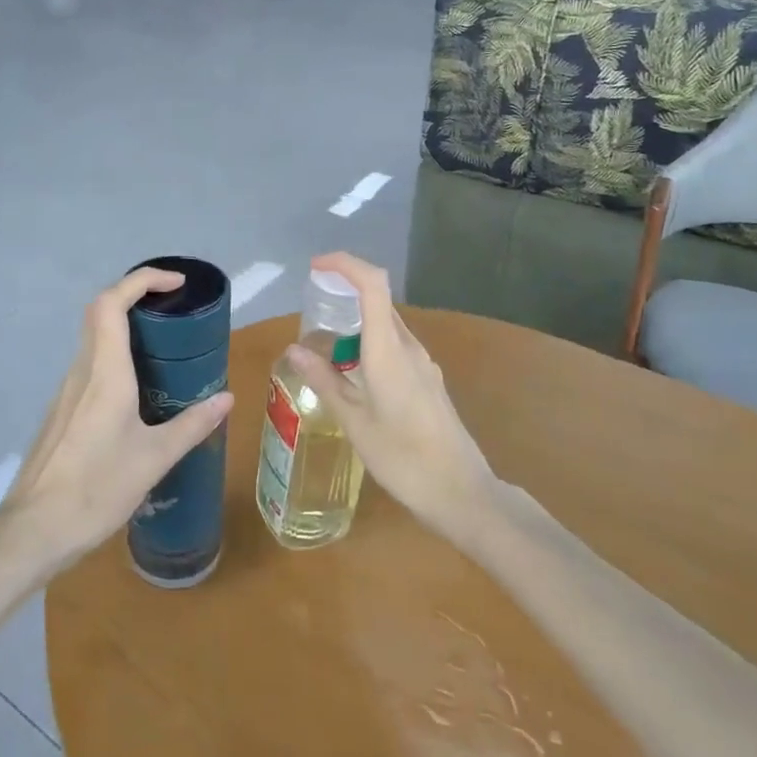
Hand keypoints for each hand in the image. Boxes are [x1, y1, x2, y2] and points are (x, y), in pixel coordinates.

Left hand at [0, 269, 232, 570]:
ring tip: (164, 346)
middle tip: (173, 308)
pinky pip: (90, 366)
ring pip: (94, 339)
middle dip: (136, 297)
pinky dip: (116, 357)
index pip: (112, 302)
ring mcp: (66, 391)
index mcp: (105, 372)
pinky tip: (138, 390)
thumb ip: (191, 425)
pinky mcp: (62, 412)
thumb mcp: (154, 459)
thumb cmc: (95, 489)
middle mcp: (82, 371)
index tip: (176, 283)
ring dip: (125, 328)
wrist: (32, 531)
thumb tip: (227, 398)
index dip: (142, 280)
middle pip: (100, 312)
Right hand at [282, 253, 494, 538]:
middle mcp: (409, 347)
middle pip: (379, 300)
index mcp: (388, 349)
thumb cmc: (402, 458)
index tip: (316, 267)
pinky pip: (396, 346)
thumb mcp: (354, 421)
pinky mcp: (428, 381)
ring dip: (357, 321)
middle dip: (346, 291)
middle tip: (313, 307)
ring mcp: (423, 364)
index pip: (373, 284)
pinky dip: (370, 344)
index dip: (346, 264)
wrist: (461, 492)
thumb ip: (324, 380)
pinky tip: (354, 374)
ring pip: (387, 325)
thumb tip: (295, 349)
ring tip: (326, 346)